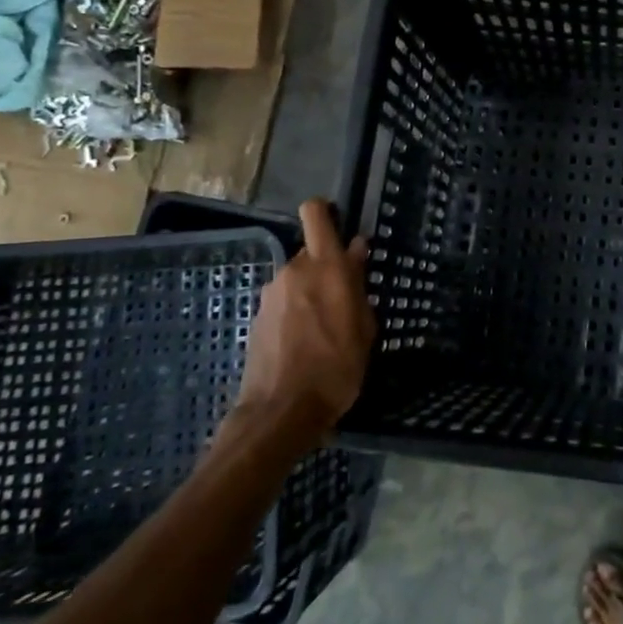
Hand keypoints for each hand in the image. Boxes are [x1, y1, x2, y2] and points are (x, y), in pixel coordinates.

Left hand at [234, 199, 375, 436]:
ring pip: (298, 279)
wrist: (281, 411)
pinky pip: (285, 302)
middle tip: (344, 299)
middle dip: (327, 268)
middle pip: (312, 252)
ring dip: (311, 293)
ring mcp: (272, 293)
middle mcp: (295, 270)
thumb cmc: (337, 367)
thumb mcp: (364, 327)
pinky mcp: (258, 317)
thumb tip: (356, 250)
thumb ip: (358, 284)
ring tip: (325, 329)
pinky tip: (305, 343)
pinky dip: (296, 313)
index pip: (316, 213)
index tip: (340, 225)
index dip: (326, 211)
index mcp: (327, 266)